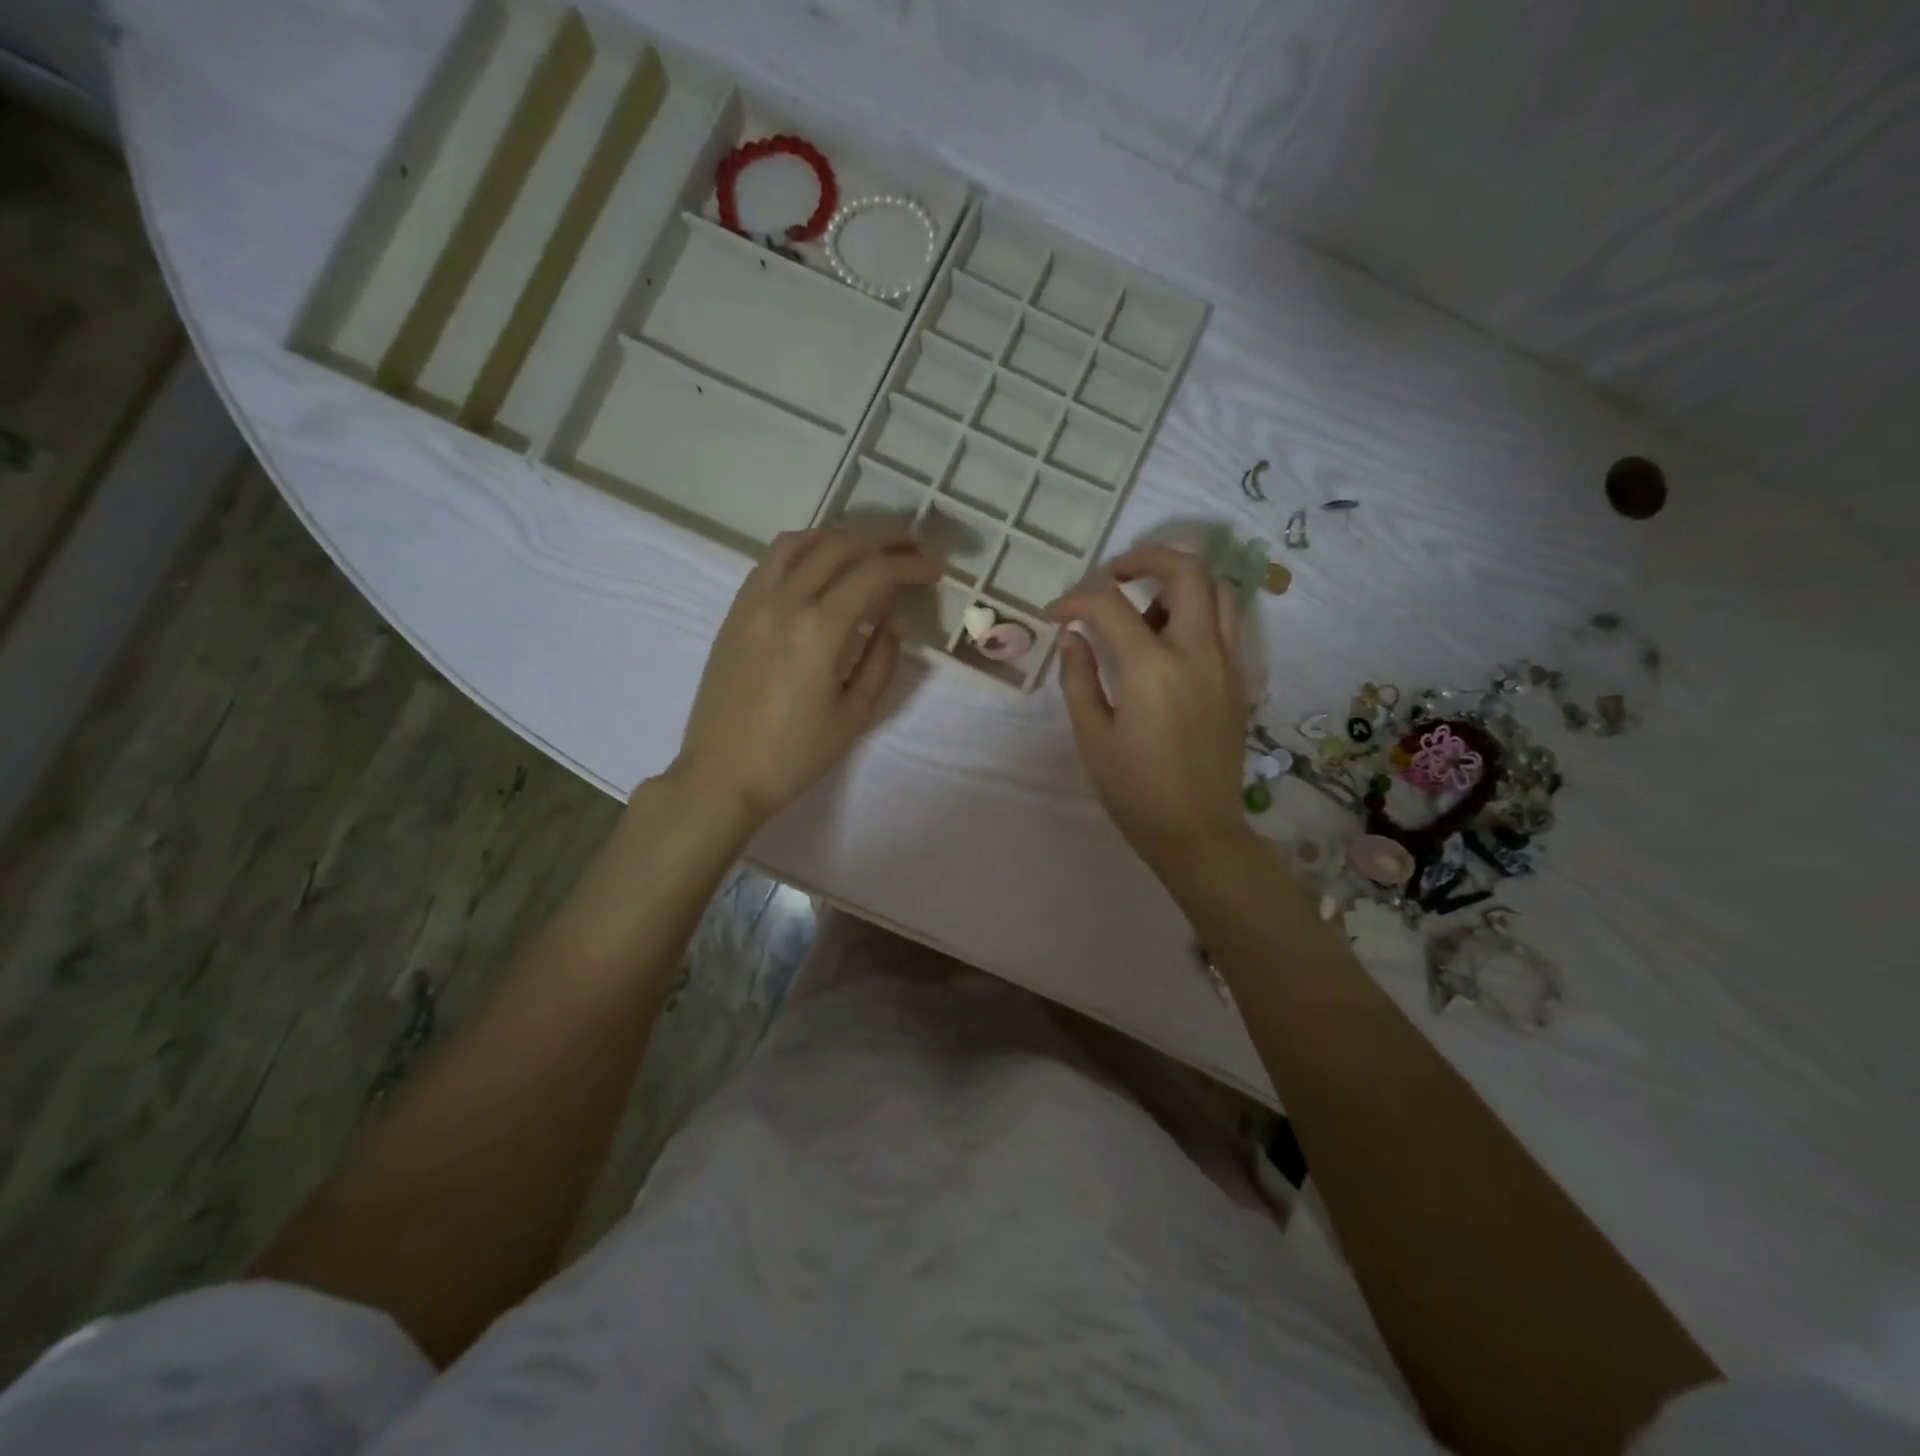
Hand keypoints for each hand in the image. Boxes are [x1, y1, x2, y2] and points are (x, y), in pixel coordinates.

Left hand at [670, 525, 941, 828]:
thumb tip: (893, 620)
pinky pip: (771, 560)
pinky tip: (822, 565)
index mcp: (819, 630)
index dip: (911, 566)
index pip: (873, 573)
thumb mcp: (854, 715)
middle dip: (884, 539)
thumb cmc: (794, 755)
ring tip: (869, 547)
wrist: (722, 775)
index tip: (936, 570)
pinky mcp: (735, 611)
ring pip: (800, 541)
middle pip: (840, 545)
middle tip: (914, 545)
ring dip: (841, 535)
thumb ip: (881, 660)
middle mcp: (784, 601)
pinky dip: (804, 549)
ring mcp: (753, 601)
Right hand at [1047, 544, 1251, 875]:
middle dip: (1145, 557)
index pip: (1109, 605)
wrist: (1198, 831)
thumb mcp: (1092, 736)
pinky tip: (1168, 643)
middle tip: (1113, 575)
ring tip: (1145, 609)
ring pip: (1218, 590)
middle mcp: (1197, 651)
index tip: (1055, 615)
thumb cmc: (1135, 790)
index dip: (1075, 600)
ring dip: (1179, 583)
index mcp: (1151, 667)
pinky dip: (1198, 611)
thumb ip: (1078, 678)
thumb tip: (1073, 637)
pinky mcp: (1238, 680)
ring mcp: (1226, 663)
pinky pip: (1225, 623)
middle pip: (1186, 570)